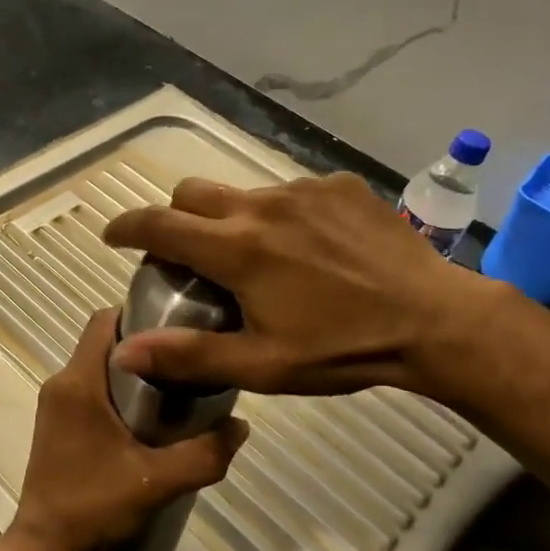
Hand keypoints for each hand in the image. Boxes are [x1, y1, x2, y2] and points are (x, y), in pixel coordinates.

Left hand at [7, 310, 248, 550]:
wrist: (46, 545)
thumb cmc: (94, 505)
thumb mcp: (157, 482)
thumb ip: (204, 454)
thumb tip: (241, 426)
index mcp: (79, 382)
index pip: (104, 320)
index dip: (140, 314)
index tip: (178, 327)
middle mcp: (62, 382)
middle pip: (104, 340)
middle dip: (144, 344)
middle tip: (184, 360)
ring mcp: (55, 402)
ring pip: (98, 364)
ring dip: (132, 368)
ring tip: (173, 386)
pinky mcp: (56, 420)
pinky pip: (90, 385)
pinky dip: (117, 388)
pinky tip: (146, 416)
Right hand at [101, 172, 498, 397]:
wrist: (436, 320)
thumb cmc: (343, 349)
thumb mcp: (262, 364)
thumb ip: (189, 355)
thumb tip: (124, 351)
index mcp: (237, 249)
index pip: (159, 223)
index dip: (126, 226)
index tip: (113, 236)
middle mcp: (262, 206)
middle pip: (192, 193)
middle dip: (176, 218)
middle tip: (189, 255)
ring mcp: (304, 190)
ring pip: (243, 193)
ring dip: (232, 219)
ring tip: (259, 258)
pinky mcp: (339, 186)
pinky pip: (291, 192)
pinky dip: (282, 215)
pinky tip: (311, 248)